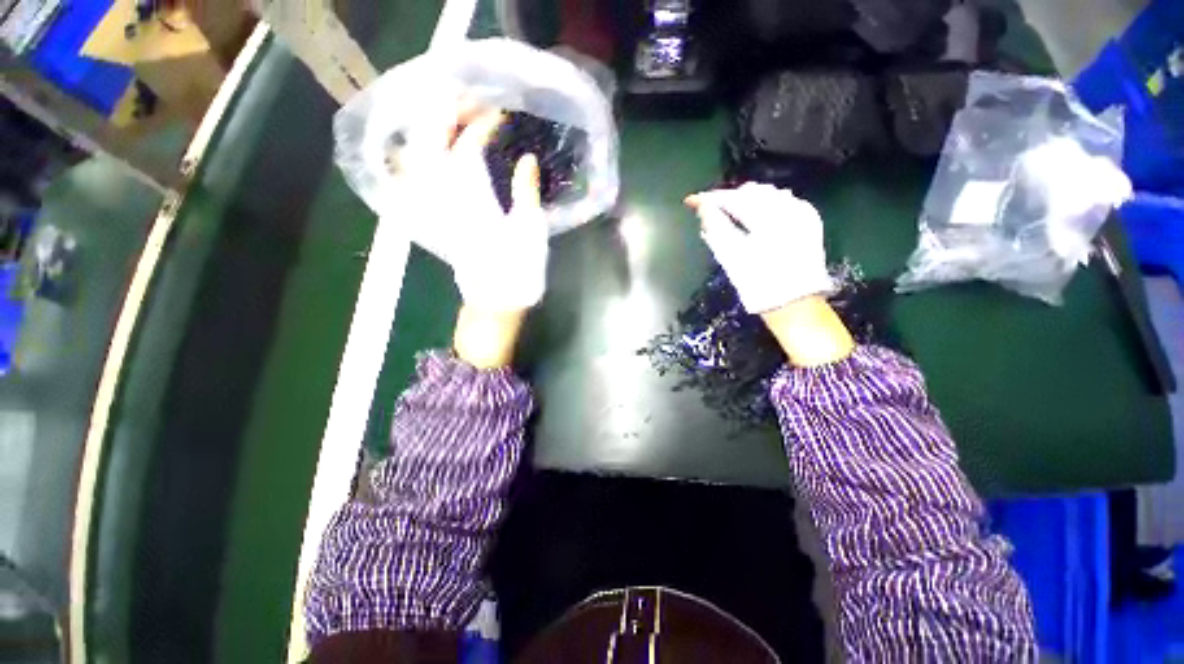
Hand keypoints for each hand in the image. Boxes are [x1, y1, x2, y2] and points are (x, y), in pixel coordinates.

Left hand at [401, 105, 548, 312]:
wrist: (495, 301)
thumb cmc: (518, 269)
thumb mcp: (531, 230)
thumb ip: (526, 192)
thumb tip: (528, 159)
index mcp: (471, 197)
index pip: (467, 146)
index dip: (482, 124)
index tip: (500, 114)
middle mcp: (444, 197)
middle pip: (431, 143)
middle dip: (447, 116)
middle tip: (470, 104)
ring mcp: (434, 208)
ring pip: (416, 158)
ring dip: (429, 132)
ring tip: (450, 120)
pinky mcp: (432, 219)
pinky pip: (413, 180)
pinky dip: (418, 159)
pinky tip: (430, 153)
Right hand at [685, 183, 833, 313]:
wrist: (795, 304)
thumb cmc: (758, 284)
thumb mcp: (731, 257)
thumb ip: (716, 228)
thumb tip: (703, 208)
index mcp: (768, 218)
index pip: (733, 198)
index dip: (709, 199)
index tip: (691, 201)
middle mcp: (789, 208)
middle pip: (751, 192)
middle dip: (729, 198)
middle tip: (709, 210)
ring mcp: (802, 213)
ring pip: (768, 194)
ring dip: (747, 200)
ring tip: (729, 213)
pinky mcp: (810, 222)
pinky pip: (784, 202)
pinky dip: (765, 205)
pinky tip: (755, 216)